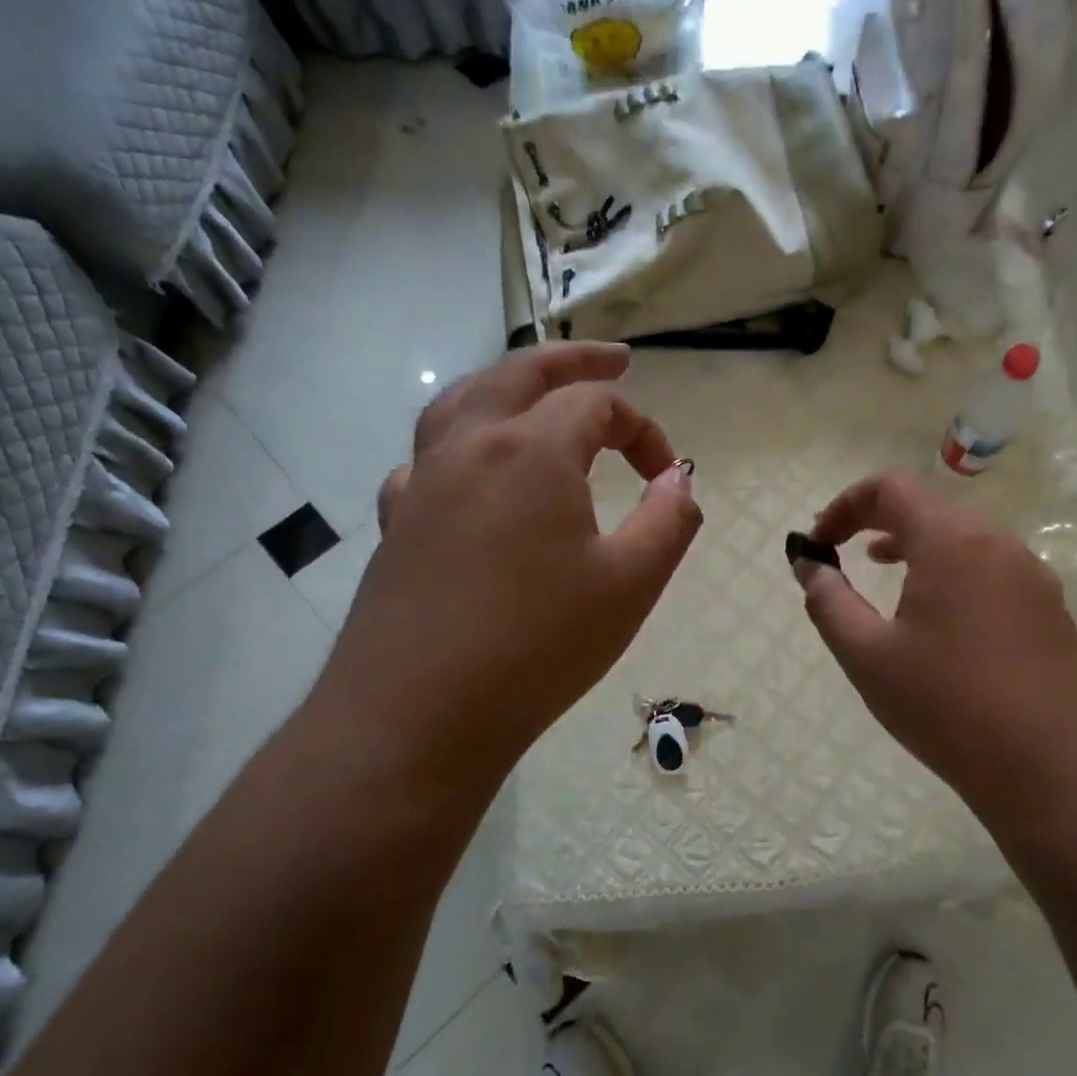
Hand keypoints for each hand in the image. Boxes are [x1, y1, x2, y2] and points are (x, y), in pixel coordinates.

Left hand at [308, 343, 701, 788]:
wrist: (417, 716)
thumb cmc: (539, 645)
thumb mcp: (632, 583)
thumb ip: (669, 519)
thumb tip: (680, 480)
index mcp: (531, 451)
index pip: (598, 405)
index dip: (644, 430)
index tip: (668, 478)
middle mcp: (469, 447)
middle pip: (521, 373)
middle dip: (575, 361)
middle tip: (616, 359)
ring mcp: (422, 483)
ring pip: (463, 401)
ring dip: (509, 384)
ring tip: (539, 393)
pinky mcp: (396, 523)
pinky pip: (428, 458)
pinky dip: (461, 443)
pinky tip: (473, 472)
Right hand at [796, 469, 1076, 809]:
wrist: (1052, 768)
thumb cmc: (947, 707)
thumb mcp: (868, 656)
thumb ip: (829, 601)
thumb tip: (808, 564)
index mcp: (951, 541)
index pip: (891, 487)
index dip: (846, 504)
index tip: (820, 542)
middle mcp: (997, 542)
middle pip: (929, 507)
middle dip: (878, 521)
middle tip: (844, 556)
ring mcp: (1031, 574)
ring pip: (963, 538)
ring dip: (916, 546)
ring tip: (884, 573)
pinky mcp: (1049, 607)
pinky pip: (990, 568)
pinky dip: (952, 572)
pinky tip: (940, 619)